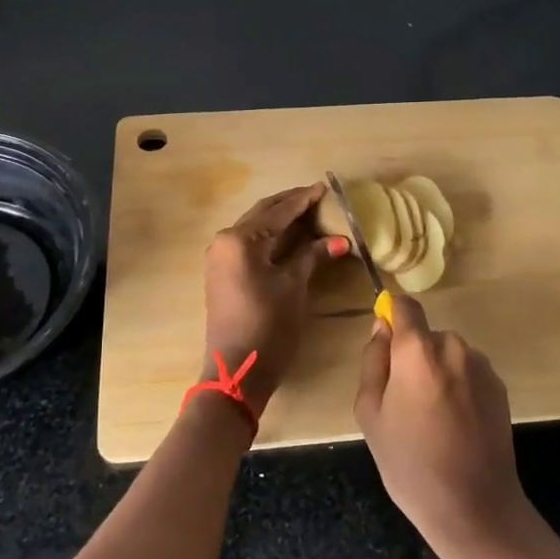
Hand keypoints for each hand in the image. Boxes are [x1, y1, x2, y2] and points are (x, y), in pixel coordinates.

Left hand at [201, 183, 344, 416]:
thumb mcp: (293, 286)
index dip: (303, 200)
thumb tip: (340, 240)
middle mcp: (224, 241)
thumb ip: (312, 256)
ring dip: (280, 220)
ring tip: (308, 212)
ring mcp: (220, 258)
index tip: (325, 188)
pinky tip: (290, 237)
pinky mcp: (222, 273)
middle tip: (318, 197)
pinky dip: (270, 237)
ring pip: (255, 229)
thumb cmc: (268, 325)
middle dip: (290, 205)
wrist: (236, 370)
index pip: (277, 212)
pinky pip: (249, 245)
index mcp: (240, 240)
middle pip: (262, 215)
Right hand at [352, 295, 529, 558]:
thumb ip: (372, 362)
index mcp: (418, 352)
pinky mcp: (499, 387)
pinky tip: (456, 426)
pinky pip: (468, 373)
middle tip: (403, 403)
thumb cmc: (411, 464)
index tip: (384, 340)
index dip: (392, 314)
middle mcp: (454, 347)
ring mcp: (481, 367)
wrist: (475, 507)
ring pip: (447, 356)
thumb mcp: (371, 415)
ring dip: (437, 373)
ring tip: (432, 420)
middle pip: (425, 337)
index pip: (405, 306)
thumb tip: (381, 328)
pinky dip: (458, 388)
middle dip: (412, 358)